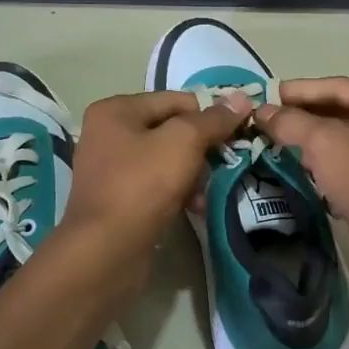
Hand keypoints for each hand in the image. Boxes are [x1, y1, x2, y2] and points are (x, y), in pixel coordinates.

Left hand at [58, 90, 252, 264]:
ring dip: (193, 172)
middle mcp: (108, 134)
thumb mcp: (184, 142)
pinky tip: (197, 207)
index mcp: (116, 110)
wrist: (107, 250)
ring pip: (166, 159)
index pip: (175, 100)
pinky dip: (179, 192)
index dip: (210, 112)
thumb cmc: (143, 184)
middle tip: (229, 160)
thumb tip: (241, 98)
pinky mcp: (118, 199)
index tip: (241, 129)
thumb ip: (213, 119)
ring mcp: (111, 169)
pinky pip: (157, 185)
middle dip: (202, 146)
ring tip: (213, 188)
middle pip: (170, 129)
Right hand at [256, 78, 348, 261]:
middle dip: (303, 119)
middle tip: (265, 125)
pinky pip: (347, 177)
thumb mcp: (326, 143)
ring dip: (311, 148)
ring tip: (275, 150)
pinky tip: (299, 180)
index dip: (301, 90)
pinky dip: (323, 175)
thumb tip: (262, 111)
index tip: (266, 97)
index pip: (339, 87)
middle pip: (342, 116)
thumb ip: (291, 122)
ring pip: (344, 149)